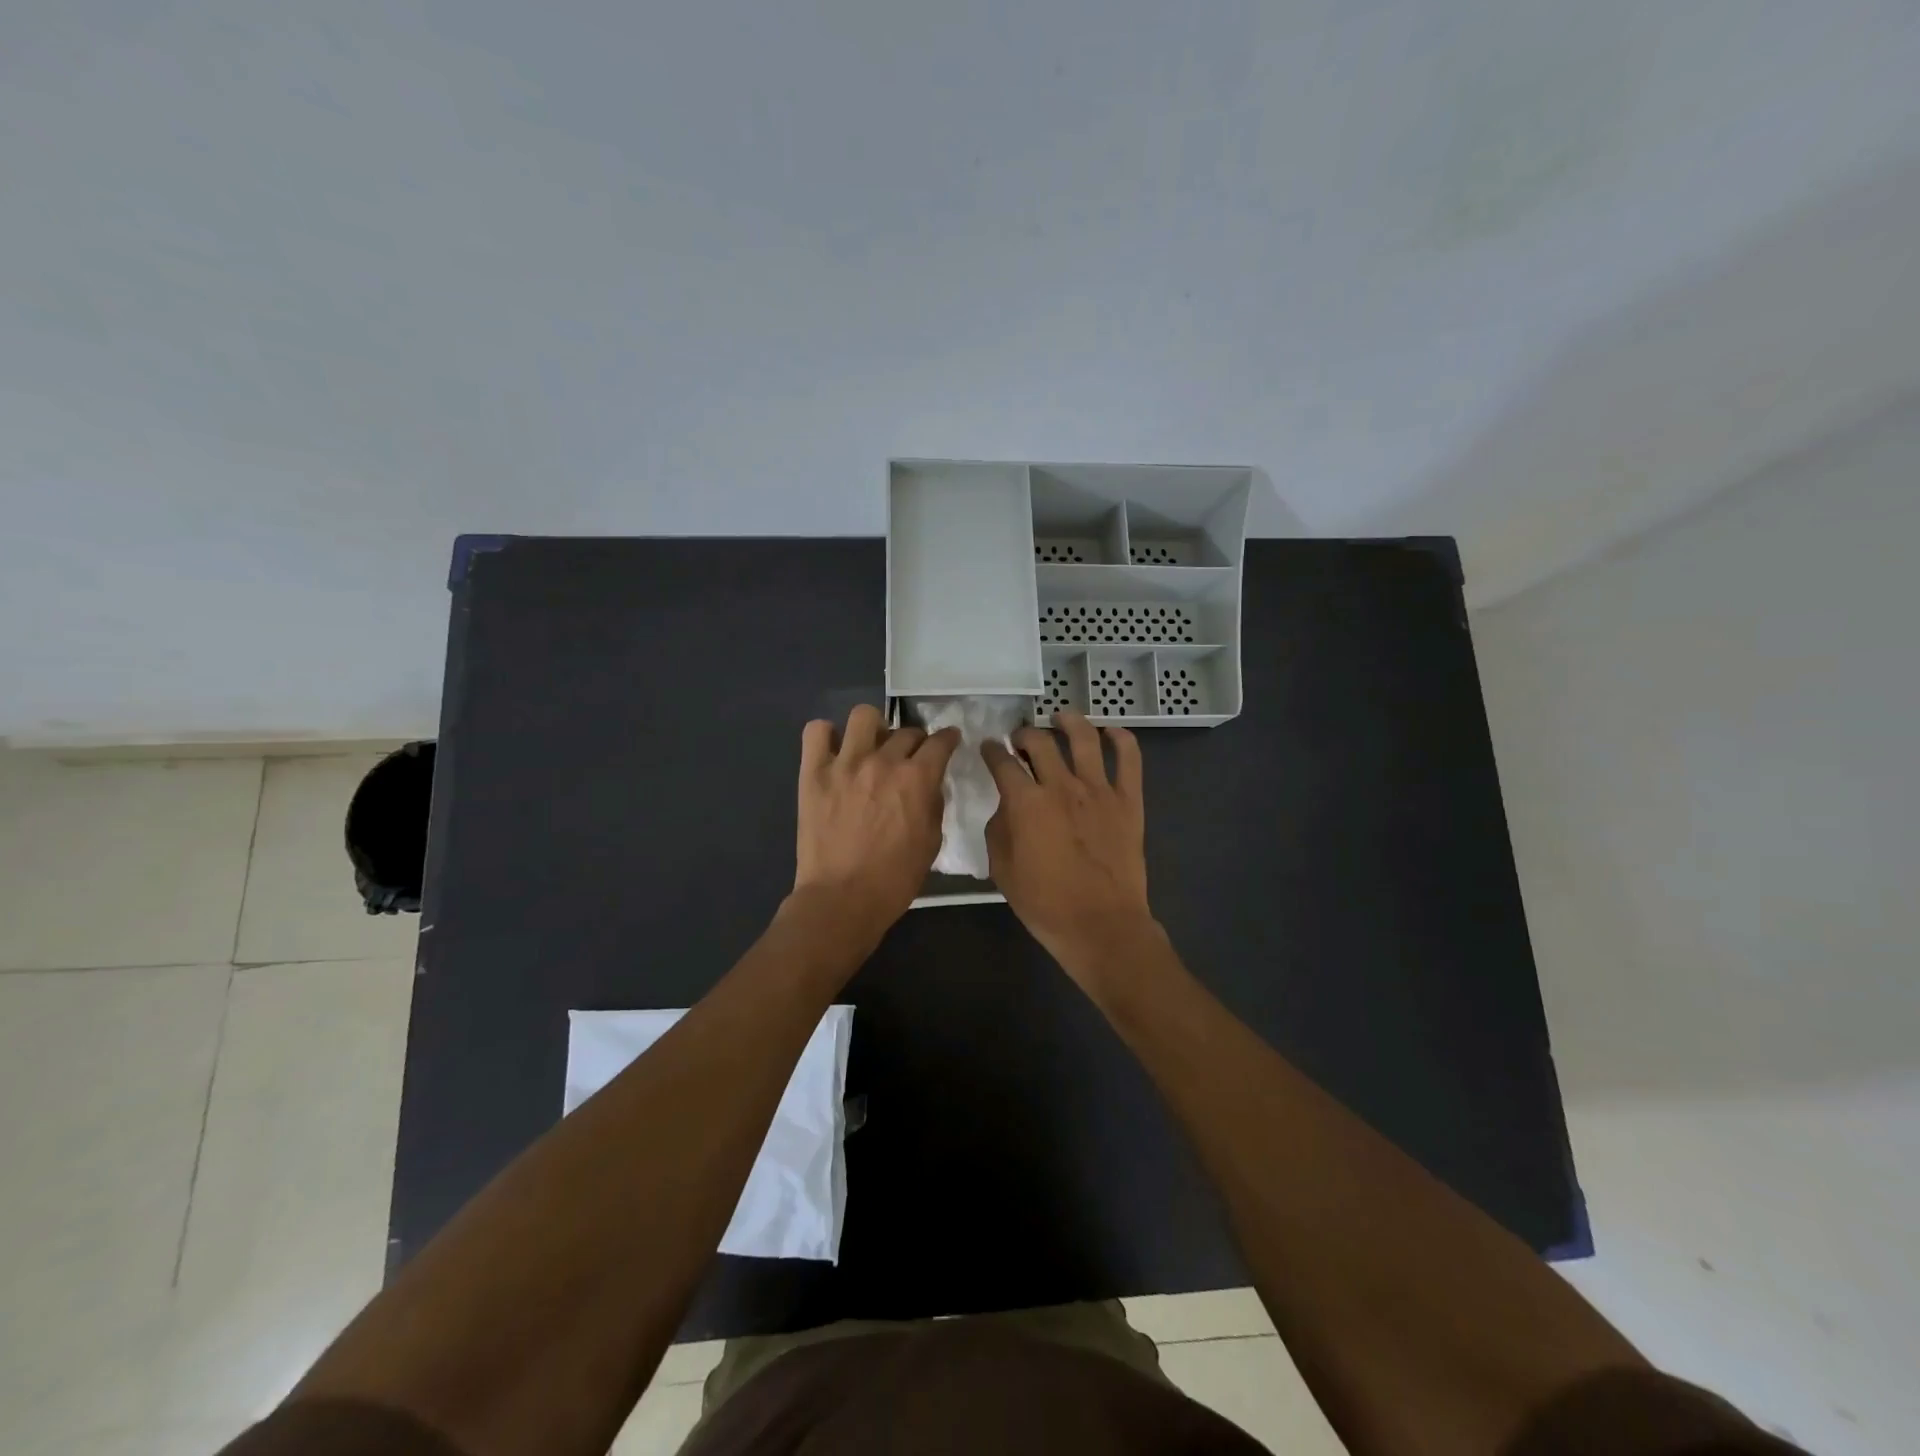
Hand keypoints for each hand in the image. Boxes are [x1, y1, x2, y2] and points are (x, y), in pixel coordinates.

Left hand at [794, 705, 959, 942]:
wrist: (842, 899)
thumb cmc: (894, 879)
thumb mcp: (931, 842)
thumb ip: (933, 804)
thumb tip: (930, 784)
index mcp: (917, 779)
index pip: (940, 742)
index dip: (948, 738)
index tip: (948, 740)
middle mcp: (883, 761)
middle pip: (906, 731)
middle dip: (914, 741)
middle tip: (908, 758)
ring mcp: (845, 763)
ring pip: (863, 716)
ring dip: (874, 728)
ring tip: (871, 746)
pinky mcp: (813, 772)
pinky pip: (816, 731)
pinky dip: (827, 736)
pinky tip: (835, 752)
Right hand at [981, 710, 1154, 979]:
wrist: (1101, 925)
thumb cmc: (1045, 903)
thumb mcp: (1002, 869)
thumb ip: (999, 828)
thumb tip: (1007, 806)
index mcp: (1026, 802)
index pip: (1003, 762)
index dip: (991, 750)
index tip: (989, 747)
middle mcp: (1061, 785)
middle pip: (1040, 742)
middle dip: (1025, 734)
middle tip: (1021, 739)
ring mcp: (1099, 789)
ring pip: (1084, 737)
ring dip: (1069, 722)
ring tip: (1061, 718)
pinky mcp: (1128, 800)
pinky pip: (1129, 758)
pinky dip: (1121, 738)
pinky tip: (1111, 732)